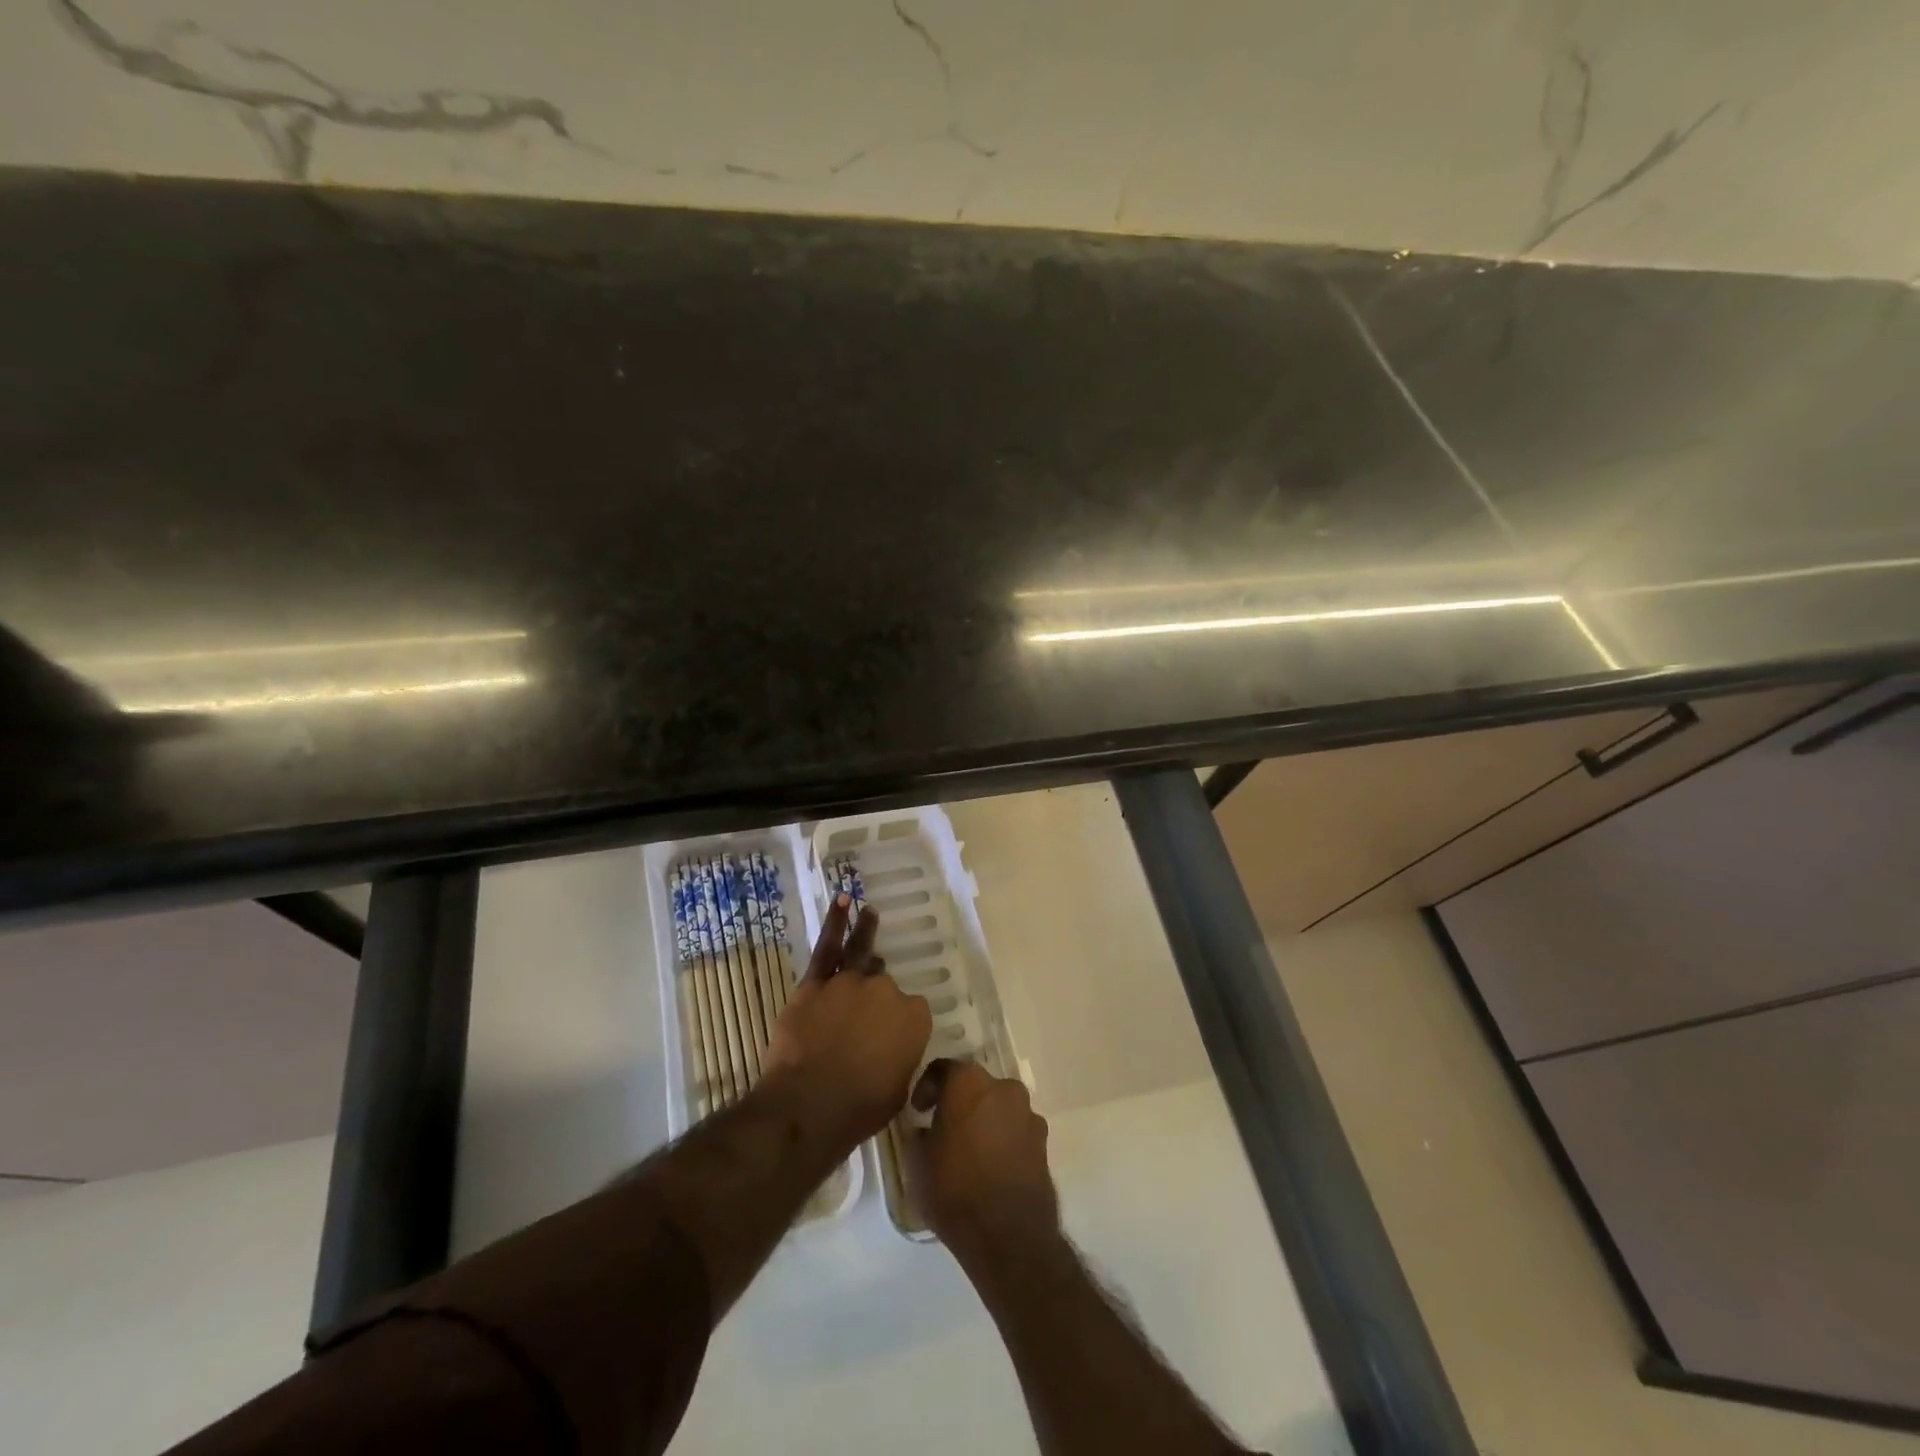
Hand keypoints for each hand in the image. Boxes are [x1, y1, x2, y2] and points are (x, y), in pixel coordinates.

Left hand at [762, 895, 932, 1151]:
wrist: (809, 1106)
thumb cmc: (860, 1109)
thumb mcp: (897, 1090)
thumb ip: (900, 1059)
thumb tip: (890, 1050)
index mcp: (914, 1018)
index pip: (913, 1011)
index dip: (900, 1025)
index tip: (889, 1040)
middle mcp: (886, 992)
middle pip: (884, 985)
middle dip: (877, 997)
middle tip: (866, 1014)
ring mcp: (849, 983)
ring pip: (861, 954)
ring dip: (866, 932)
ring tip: (870, 913)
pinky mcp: (815, 983)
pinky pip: (828, 947)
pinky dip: (836, 923)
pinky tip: (843, 902)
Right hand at [910, 1060, 1059, 1261]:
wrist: (1009, 1235)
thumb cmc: (955, 1189)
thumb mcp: (918, 1163)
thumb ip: (918, 1135)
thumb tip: (924, 1130)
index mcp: (969, 1082)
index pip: (942, 1069)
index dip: (927, 1087)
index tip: (918, 1111)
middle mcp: (1003, 1087)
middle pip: (975, 1086)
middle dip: (959, 1102)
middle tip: (943, 1128)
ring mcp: (1028, 1114)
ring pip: (998, 1107)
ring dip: (984, 1120)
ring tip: (969, 1152)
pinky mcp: (1043, 1142)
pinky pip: (1016, 1130)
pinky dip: (1002, 1140)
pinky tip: (991, 1167)